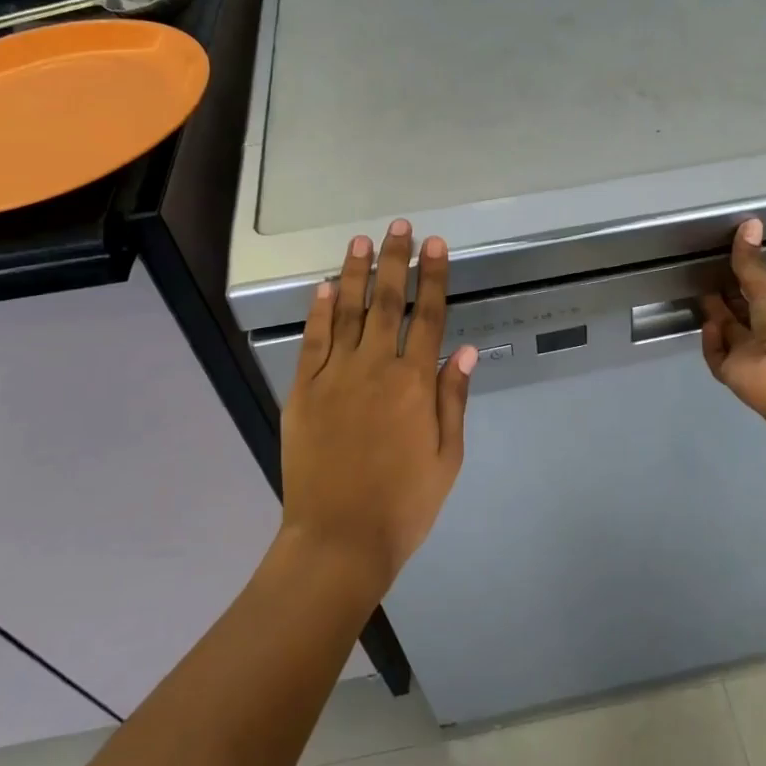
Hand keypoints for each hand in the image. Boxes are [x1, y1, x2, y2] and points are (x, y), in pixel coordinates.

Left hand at [281, 219, 476, 597]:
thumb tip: (462, 350)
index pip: (427, 316)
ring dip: (354, 273)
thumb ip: (453, 398)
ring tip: (360, 242)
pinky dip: (317, 311)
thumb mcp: (447, 456)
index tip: (436, 246)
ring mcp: (334, 376)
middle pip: (386, 302)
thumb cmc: (405, 503)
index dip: (433, 277)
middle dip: (395, 261)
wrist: (339, 538)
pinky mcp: (303, 391)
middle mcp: (374, 368)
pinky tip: (322, 288)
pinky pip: (312, 341)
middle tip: (398, 227)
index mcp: (414, 383)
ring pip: (346, 311)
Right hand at [700, 219, 765, 434]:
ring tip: (701, 291)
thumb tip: (749, 222)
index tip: (731, 261)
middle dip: (729, 296)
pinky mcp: (734, 374)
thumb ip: (752, 262)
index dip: (750, 280)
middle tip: (708, 273)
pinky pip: (717, 354)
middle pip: (746, 314)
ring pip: (730, 333)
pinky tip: (709, 325)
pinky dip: (711, 340)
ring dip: (717, 315)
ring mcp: (755, 357)